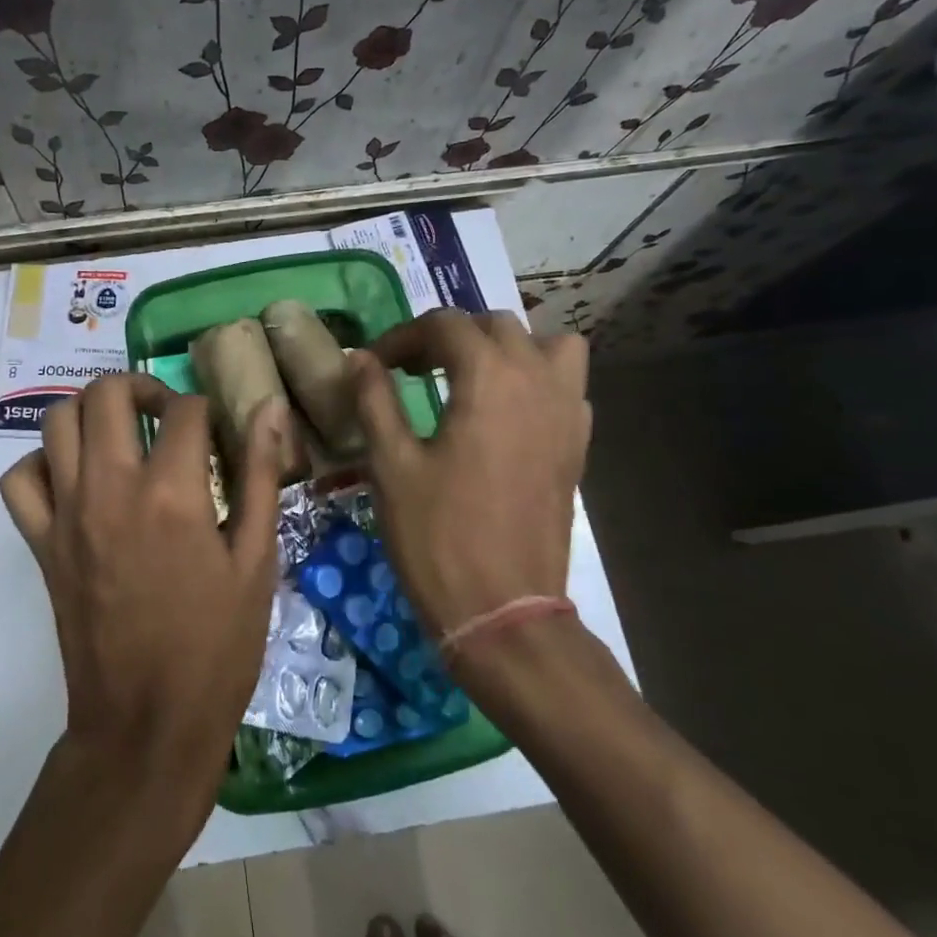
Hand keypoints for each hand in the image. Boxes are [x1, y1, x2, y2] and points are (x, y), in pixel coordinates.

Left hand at [0, 374, 287, 812]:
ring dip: (91, 411)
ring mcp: (66, 514)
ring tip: (122, 433)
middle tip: (167, 413)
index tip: (219, 433)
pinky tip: (76, 478)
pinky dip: (44, 462)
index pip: (186, 410)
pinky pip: (21, 479)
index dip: (208, 411)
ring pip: (57, 420)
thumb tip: (271, 409)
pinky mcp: (40, 543)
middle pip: (108, 393)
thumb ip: (262, 477)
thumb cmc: (216, 647)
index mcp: (173, 493)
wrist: (146, 723)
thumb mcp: (257, 562)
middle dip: (142, 387)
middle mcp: (110, 488)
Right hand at [351, 310, 591, 640]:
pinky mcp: (577, 445)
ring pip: (547, 345)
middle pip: (495, 326)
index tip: (375, 364)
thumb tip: (359, 358)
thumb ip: (375, 399)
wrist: (504, 610)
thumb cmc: (438, 536)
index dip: (403, 337)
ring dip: (506, 347)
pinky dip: (537, 379)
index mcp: (489, 378)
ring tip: (471, 376)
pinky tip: (506, 412)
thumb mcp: (391, 464)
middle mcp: (537, 381)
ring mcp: (566, 413)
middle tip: (412, 369)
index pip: (445, 326)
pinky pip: (566, 385)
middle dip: (449, 336)